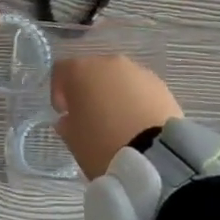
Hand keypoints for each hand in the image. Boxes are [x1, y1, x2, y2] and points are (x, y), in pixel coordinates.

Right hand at [51, 55, 182, 179]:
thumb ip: (67, 124)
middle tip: (91, 117)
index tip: (63, 112)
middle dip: (89, 91)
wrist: (155, 156)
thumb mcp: (73, 140)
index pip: (61, 71)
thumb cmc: (102, 145)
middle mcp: (109, 63)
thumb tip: (69, 119)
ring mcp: (138, 71)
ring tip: (118, 122)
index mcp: (81, 71)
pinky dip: (136, 101)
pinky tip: (138, 123)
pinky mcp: (161, 85)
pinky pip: (140, 89)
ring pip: (119, 78)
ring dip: (114, 94)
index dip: (58, 91)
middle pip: (92, 71)